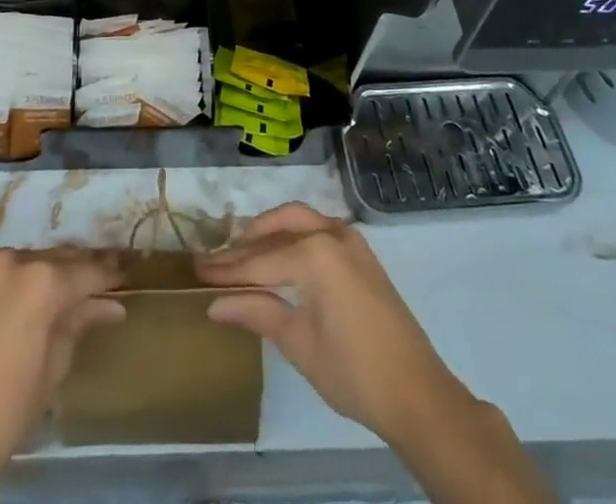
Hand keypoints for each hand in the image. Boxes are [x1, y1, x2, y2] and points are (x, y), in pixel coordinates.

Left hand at [0, 246, 123, 501]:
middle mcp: (11, 260)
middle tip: (94, 280)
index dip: (109, 273)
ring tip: (48, 293)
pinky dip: (1, 281)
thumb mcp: (53, 369)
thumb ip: (79, 324)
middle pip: (54, 259)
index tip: (125, 271)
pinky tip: (6, 301)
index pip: (86, 271)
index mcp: (42, 282)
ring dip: (36, 273)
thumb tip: (111, 306)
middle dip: (75, 270)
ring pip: (20, 260)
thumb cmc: (4, 410)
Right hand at [193, 203, 463, 444]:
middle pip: (278, 227)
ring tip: (243, 253)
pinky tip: (279, 256)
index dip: (226, 268)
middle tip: (217, 260)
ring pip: (299, 221)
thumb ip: (257, 312)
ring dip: (270, 233)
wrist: (418, 394)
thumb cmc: (354, 372)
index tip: (197, 269)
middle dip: (247, 242)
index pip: (260, 259)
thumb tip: (214, 304)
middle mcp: (331, 233)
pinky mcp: (361, 253)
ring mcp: (350, 240)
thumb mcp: (298, 343)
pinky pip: (318, 230)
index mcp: (315, 253)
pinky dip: (293, 237)